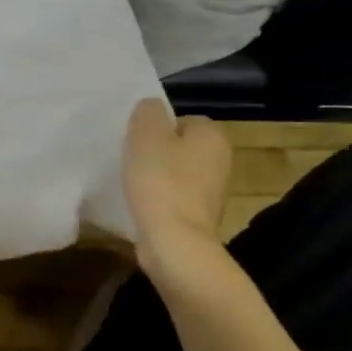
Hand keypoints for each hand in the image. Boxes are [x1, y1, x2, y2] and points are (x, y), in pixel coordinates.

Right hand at [123, 99, 232, 270]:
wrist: (175, 242)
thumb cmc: (160, 181)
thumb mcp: (145, 134)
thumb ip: (148, 112)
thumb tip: (151, 108)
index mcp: (213, 136)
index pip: (182, 119)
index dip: (156, 127)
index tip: (136, 140)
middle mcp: (221, 160)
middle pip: (180, 146)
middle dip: (157, 151)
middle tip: (130, 158)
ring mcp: (213, 192)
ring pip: (177, 173)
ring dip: (156, 176)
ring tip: (131, 182)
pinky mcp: (199, 217)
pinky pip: (174, 197)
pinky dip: (158, 199)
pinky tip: (140, 204)